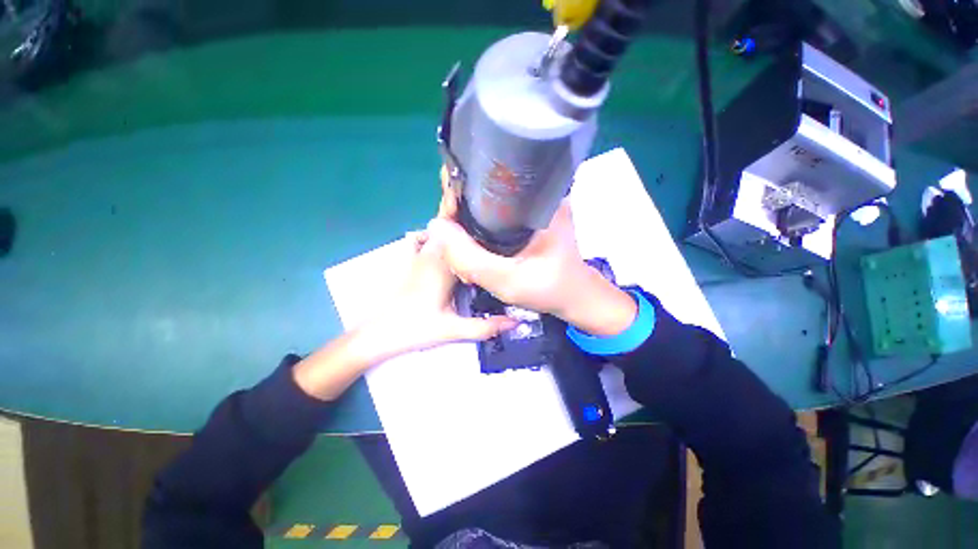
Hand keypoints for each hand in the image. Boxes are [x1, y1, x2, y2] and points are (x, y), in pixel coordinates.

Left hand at [294, 215, 515, 401]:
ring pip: (435, 229)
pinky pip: (425, 238)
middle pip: (446, 223)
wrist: (379, 332)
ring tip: (471, 222)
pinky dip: (436, 233)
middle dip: (462, 212)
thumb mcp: (453, 329)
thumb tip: (516, 322)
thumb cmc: (415, 328)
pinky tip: (447, 240)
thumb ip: (485, 326)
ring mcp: (418, 255)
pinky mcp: (411, 261)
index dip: (464, 208)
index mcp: (443, 264)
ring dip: (451, 223)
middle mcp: (430, 253)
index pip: (455, 229)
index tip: (482, 200)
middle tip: (485, 212)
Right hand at [428, 167, 636, 335]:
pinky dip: (478, 230)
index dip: (457, 193)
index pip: (485, 178)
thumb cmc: (549, 289)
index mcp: (537, 198)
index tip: (446, 217)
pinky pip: (492, 217)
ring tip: (459, 248)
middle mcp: (534, 193)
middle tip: (451, 241)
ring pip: (484, 205)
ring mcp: (530, 205)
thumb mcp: (508, 281)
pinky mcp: (525, 218)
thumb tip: (436, 227)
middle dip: (459, 212)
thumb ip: (471, 259)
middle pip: (481, 189)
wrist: (573, 296)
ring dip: (466, 224)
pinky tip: (472, 248)